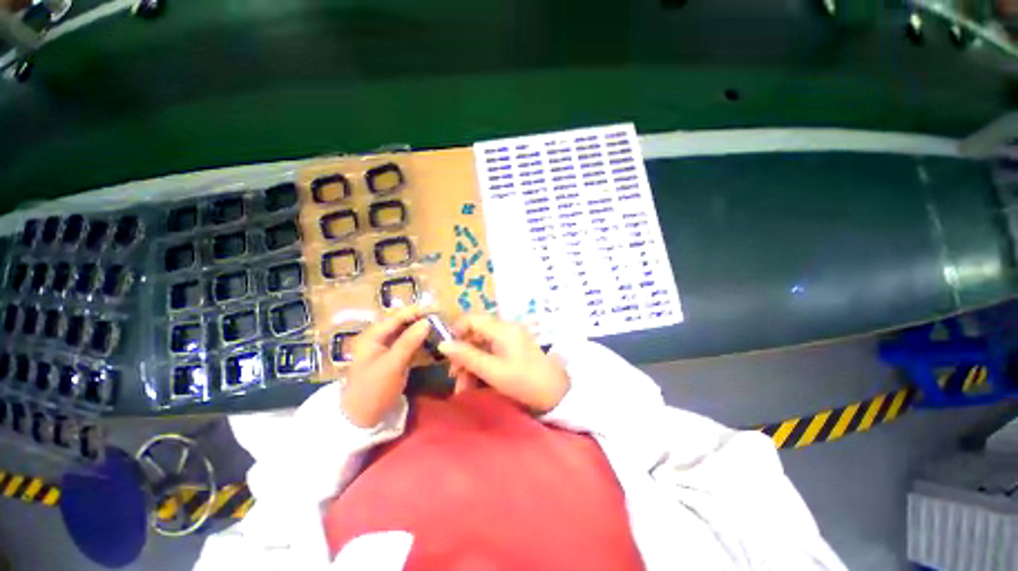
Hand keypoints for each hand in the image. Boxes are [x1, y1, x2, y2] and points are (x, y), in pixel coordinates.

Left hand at [341, 306, 430, 427]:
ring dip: (422, 330)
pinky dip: (420, 342)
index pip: (396, 317)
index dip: (416, 311)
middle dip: (421, 319)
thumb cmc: (373, 390)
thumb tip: (427, 321)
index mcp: (372, 336)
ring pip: (407, 333)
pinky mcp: (394, 359)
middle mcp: (378, 338)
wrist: (361, 420)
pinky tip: (433, 341)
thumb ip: (409, 341)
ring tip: (441, 327)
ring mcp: (386, 349)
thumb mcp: (391, 365)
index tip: (437, 308)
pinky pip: (409, 345)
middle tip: (442, 318)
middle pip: (402, 323)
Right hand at [439, 314, 568, 412]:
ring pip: (482, 345)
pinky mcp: (514, 349)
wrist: (555, 393)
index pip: (471, 319)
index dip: (456, 332)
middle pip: (475, 334)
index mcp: (502, 328)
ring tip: (463, 387)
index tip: (446, 353)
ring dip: (470, 364)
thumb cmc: (523, 381)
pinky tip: (476, 384)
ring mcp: (511, 338)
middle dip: (462, 354)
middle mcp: (506, 328)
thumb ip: (466, 356)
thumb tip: (442, 344)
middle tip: (454, 376)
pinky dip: (482, 365)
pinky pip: (492, 352)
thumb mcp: (492, 371)